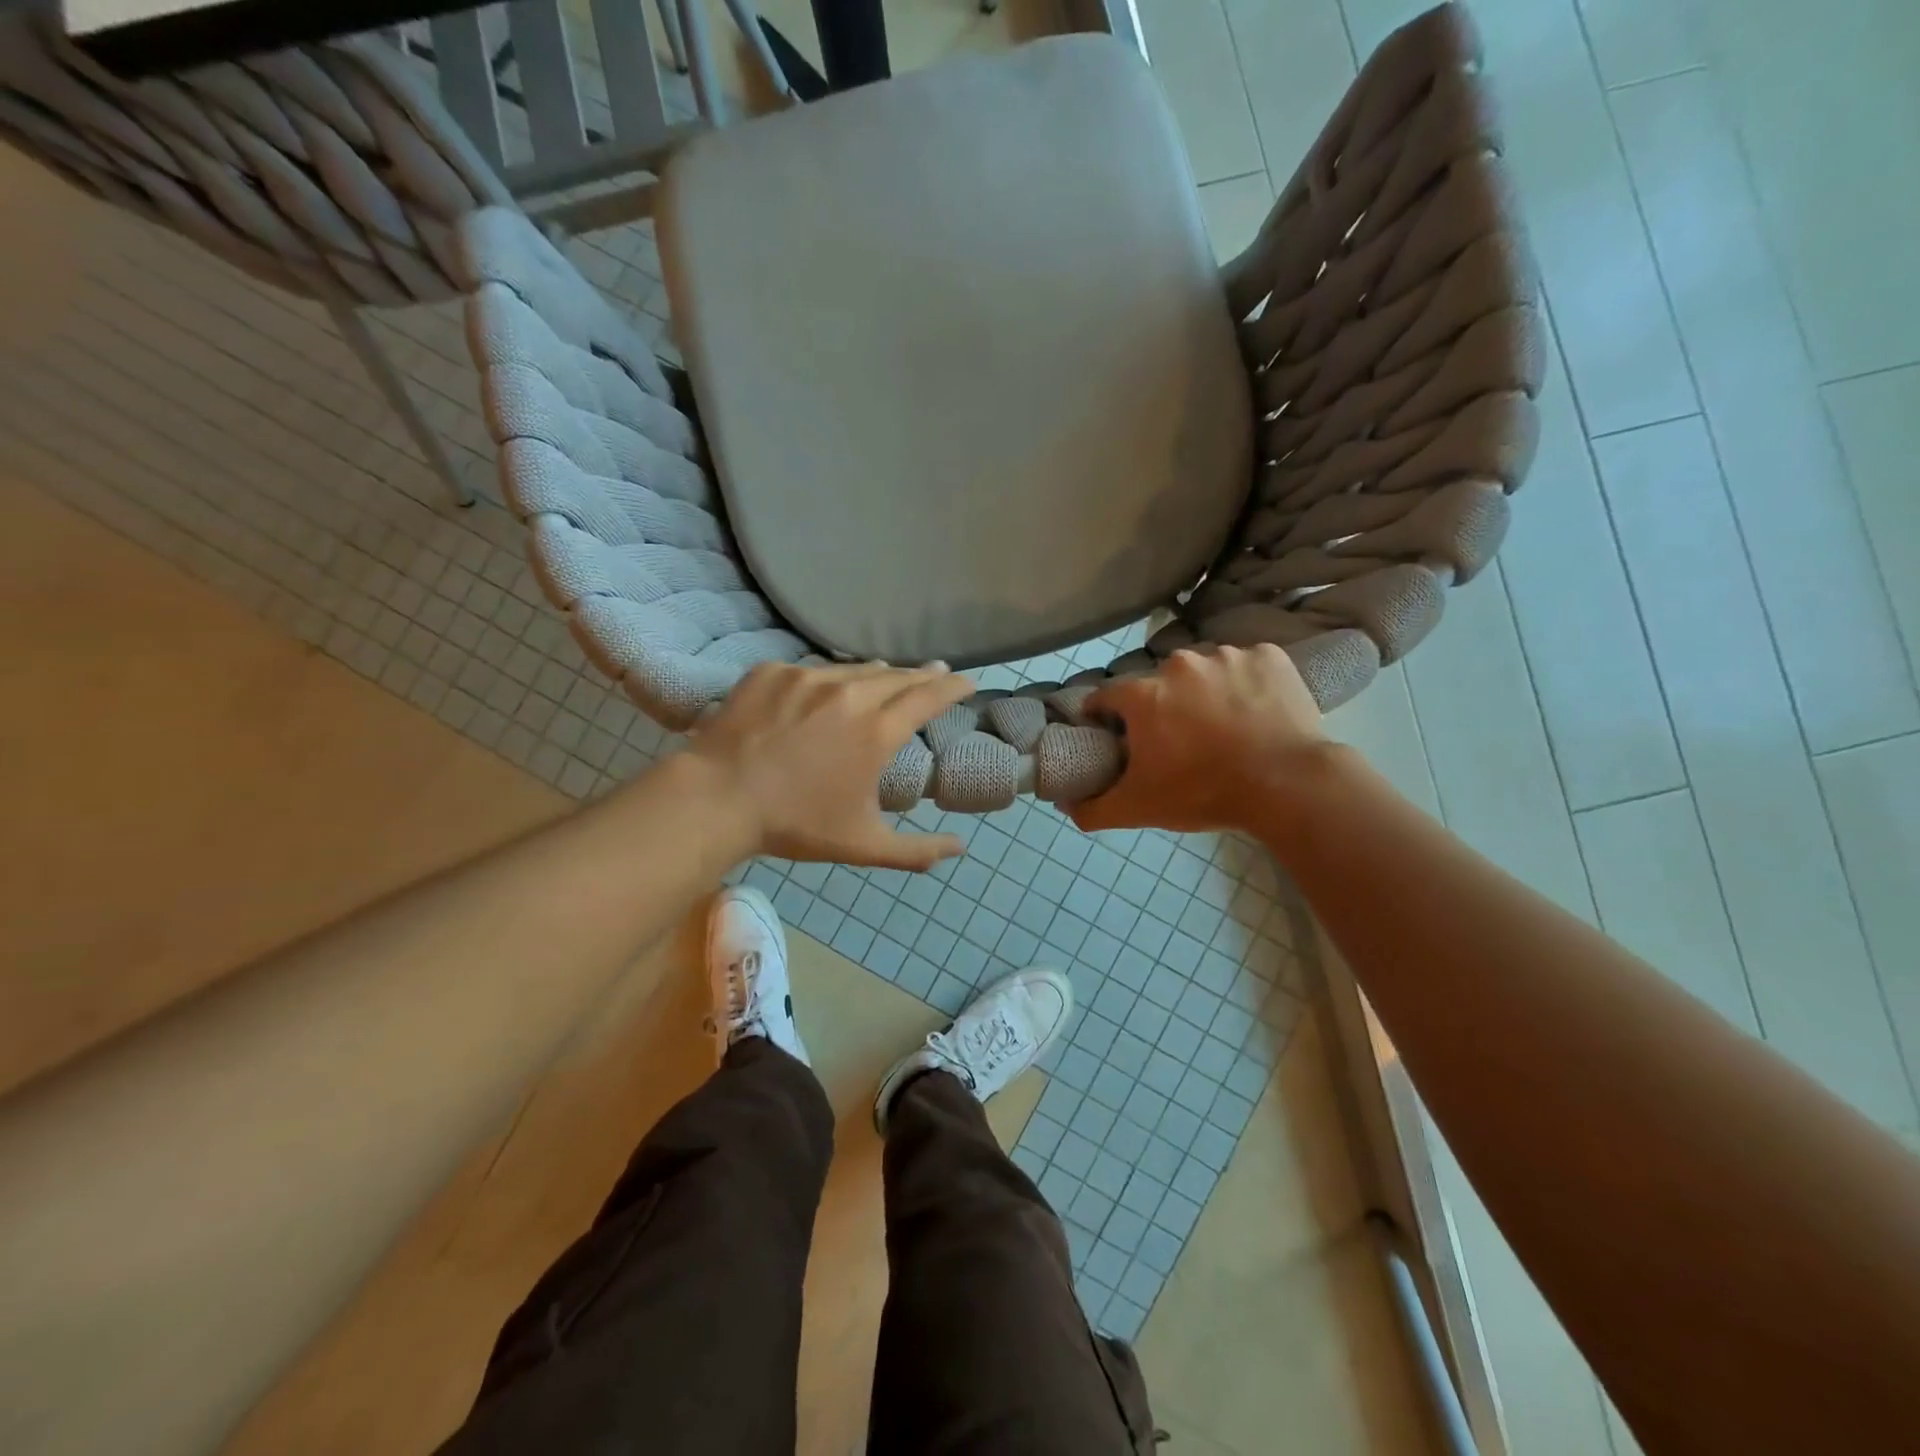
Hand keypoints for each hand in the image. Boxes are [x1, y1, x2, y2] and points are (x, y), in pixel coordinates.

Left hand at [688, 661, 973, 869]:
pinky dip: (828, 680)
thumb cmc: (795, 824)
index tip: (966, 681)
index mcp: (876, 732)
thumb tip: (960, 849)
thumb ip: (917, 850)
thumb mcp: (864, 845)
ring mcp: (808, 678)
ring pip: (855, 669)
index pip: (928, 697)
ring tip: (888, 677)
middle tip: (936, 673)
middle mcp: (850, 695)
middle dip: (923, 675)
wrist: (717, 799)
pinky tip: (826, 690)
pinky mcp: (773, 673)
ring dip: (879, 674)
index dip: (952, 687)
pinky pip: (812, 670)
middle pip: (898, 676)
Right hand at [1069, 645, 1329, 834]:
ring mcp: (1227, 655)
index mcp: (1144, 695)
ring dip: (1205, 692)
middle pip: (1158, 684)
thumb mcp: (1139, 809)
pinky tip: (1256, 712)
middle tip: (1181, 741)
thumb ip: (1093, 807)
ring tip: (1224, 727)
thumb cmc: (1204, 793)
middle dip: (1162, 707)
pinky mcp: (1269, 656)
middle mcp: (1179, 664)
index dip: (1107, 718)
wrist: (1287, 785)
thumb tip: (1064, 804)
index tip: (1120, 738)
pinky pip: (1246, 665)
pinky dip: (1247, 683)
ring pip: (1204, 671)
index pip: (1107, 697)